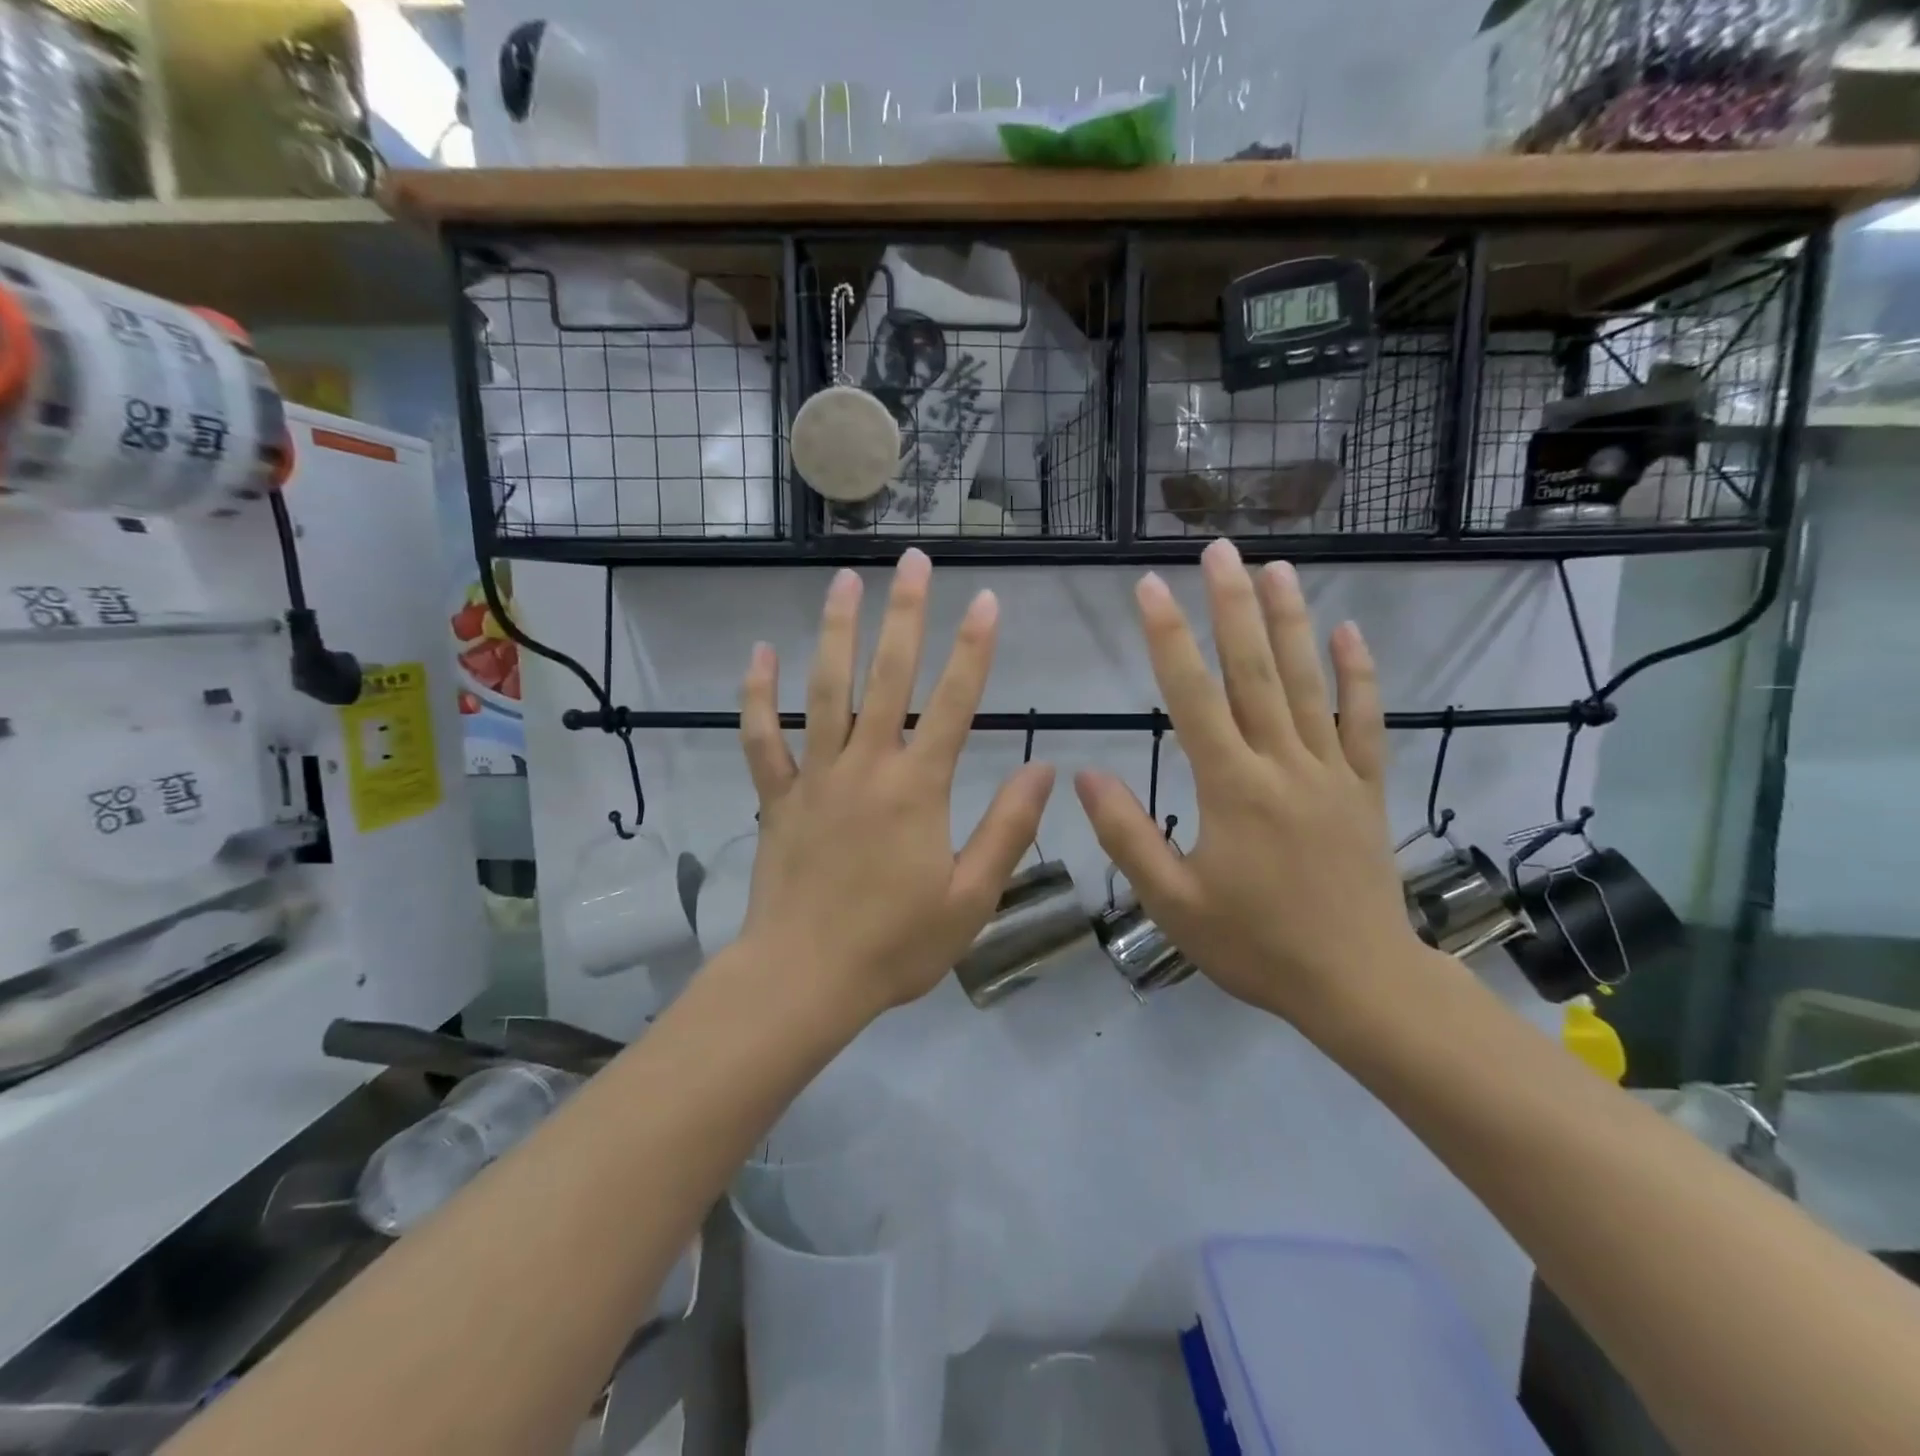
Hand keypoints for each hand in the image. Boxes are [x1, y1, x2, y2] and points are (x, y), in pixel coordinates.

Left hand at [735, 549, 1054, 1019]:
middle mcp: (866, 767)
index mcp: (918, 789)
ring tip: (844, 582)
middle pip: (888, 677)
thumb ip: (1008, 829)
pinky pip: (762, 738)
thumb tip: (1045, 769)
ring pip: (824, 691)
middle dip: (905, 614)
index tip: (986, 601)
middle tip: (912, 560)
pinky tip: (759, 654)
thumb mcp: (972, 897)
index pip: (955, 703)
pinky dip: (757, 696)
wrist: (805, 979)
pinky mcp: (777, 798)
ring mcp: (815, 778)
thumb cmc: (896, 945)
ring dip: (836, 632)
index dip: (973, 650)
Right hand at [1074, 539, 1427, 1023]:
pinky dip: (1358, 674)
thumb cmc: (1255, 945)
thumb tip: (1086, 774)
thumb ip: (1127, 835)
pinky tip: (1349, 633)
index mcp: (1232, 788)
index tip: (1149, 588)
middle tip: (1217, 549)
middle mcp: (1283, 764)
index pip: (1193, 697)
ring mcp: (1332, 772)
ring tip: (1274, 568)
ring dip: (1290, 621)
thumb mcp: (1173, 902)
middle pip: (1254, 671)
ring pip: (1308, 682)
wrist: (1357, 984)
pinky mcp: (1366, 788)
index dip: (1169, 639)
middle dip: (1231, 606)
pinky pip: (1366, 721)